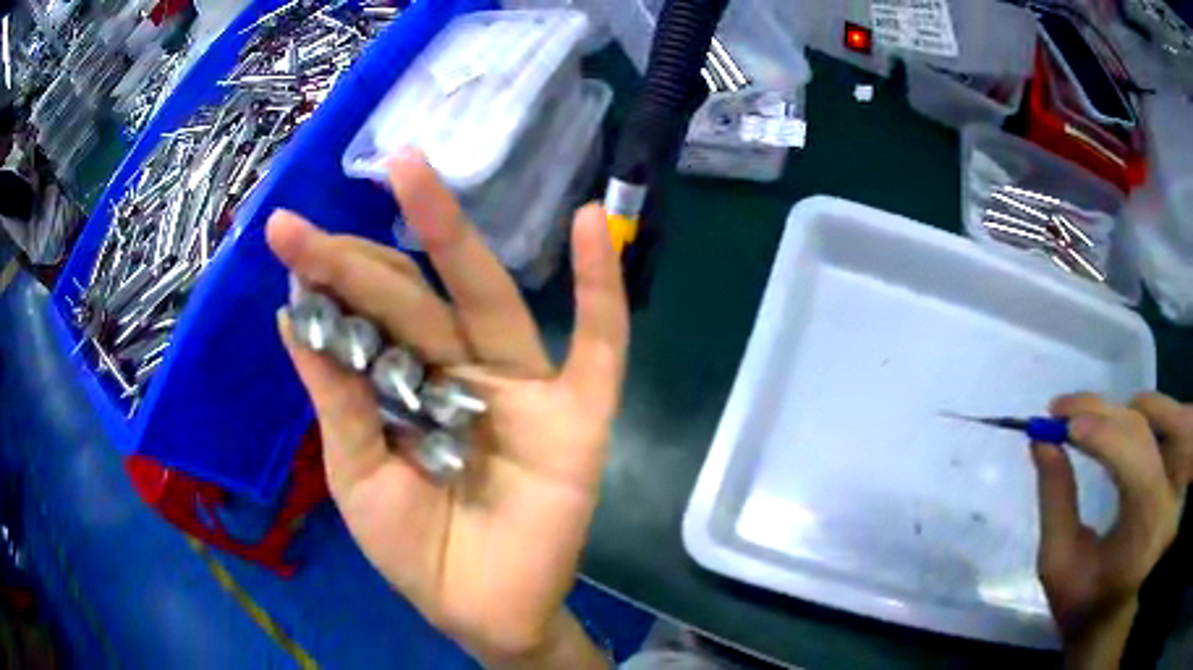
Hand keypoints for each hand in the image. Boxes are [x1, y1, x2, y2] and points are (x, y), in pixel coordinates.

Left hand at [266, 148, 628, 667]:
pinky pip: (599, 344)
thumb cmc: (415, 553)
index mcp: (404, 388)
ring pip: (486, 298)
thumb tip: (291, 318)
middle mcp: (458, 372)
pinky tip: (591, 225)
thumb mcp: (357, 478)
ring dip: (452, 233)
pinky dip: (601, 288)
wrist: (483, 612)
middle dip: (362, 251)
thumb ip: (334, 401)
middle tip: (311, 210)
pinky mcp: (578, 415)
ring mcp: (521, 387)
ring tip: (412, 171)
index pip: (365, 318)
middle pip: (413, 296)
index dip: (325, 281)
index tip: (284, 239)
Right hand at [1032, 392, 1192, 666]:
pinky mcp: (1164, 474)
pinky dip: (1118, 423)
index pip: (1132, 454)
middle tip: (1056, 410)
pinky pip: (1145, 435)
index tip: (1055, 423)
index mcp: (1146, 517)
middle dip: (1097, 411)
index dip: (1098, 432)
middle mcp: (1164, 487)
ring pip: (1142, 424)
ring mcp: (1167, 478)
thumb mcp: (1059, 563)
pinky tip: (1097, 427)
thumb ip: (1054, 501)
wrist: (1110, 622)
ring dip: (1106, 413)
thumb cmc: (1082, 605)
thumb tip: (1043, 442)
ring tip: (1071, 416)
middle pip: (1137, 429)